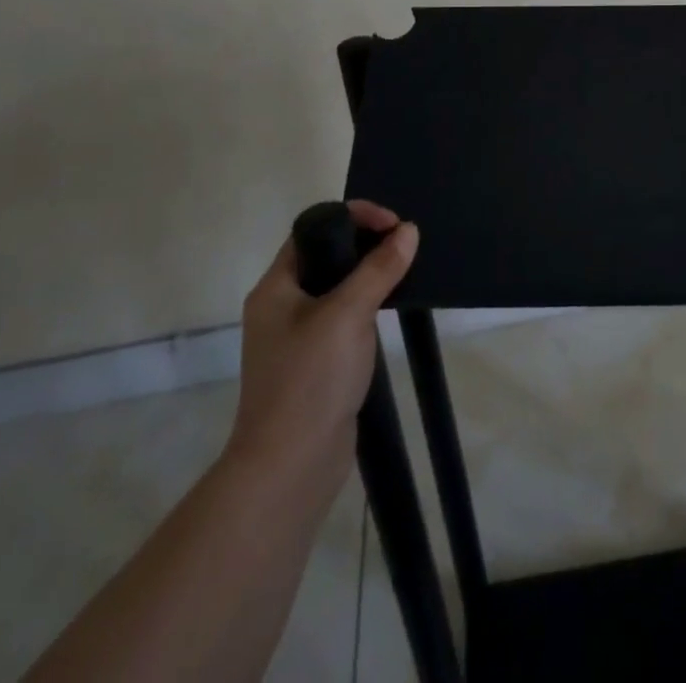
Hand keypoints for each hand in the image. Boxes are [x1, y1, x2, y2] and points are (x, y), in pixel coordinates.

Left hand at [222, 200, 418, 496]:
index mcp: (276, 287)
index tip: (394, 225)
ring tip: (407, 271)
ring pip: (339, 286)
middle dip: (367, 243)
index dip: (354, 217)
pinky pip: (346, 316)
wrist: (289, 469)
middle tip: (406, 245)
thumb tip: (408, 230)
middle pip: (328, 254)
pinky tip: (393, 309)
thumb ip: (379, 268)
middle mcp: (283, 305)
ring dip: (372, 274)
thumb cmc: (310, 380)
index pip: (313, 229)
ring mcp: (299, 336)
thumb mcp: (348, 314)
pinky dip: (370, 305)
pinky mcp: (318, 361)